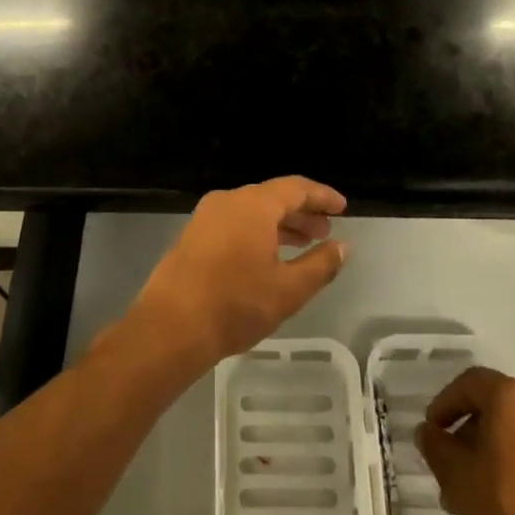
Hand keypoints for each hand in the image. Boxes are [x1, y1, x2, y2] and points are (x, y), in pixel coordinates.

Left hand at [125, 176, 347, 375]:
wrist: (171, 327)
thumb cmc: (236, 304)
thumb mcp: (288, 289)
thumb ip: (321, 264)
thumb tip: (344, 246)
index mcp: (254, 204)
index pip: (296, 188)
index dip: (322, 196)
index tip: (342, 208)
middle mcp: (229, 200)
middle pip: (273, 197)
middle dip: (302, 213)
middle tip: (325, 232)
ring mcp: (206, 216)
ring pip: (252, 211)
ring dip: (280, 225)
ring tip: (302, 246)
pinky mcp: (193, 235)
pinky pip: (234, 223)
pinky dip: (257, 233)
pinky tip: (267, 257)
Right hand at [417, 367, 514, 514]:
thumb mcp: (458, 480)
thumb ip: (437, 448)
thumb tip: (428, 432)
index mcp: (514, 397)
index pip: (470, 383)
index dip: (445, 404)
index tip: (432, 432)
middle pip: (496, 408)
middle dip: (469, 436)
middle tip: (451, 470)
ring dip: (493, 455)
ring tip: (477, 496)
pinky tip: (509, 506)